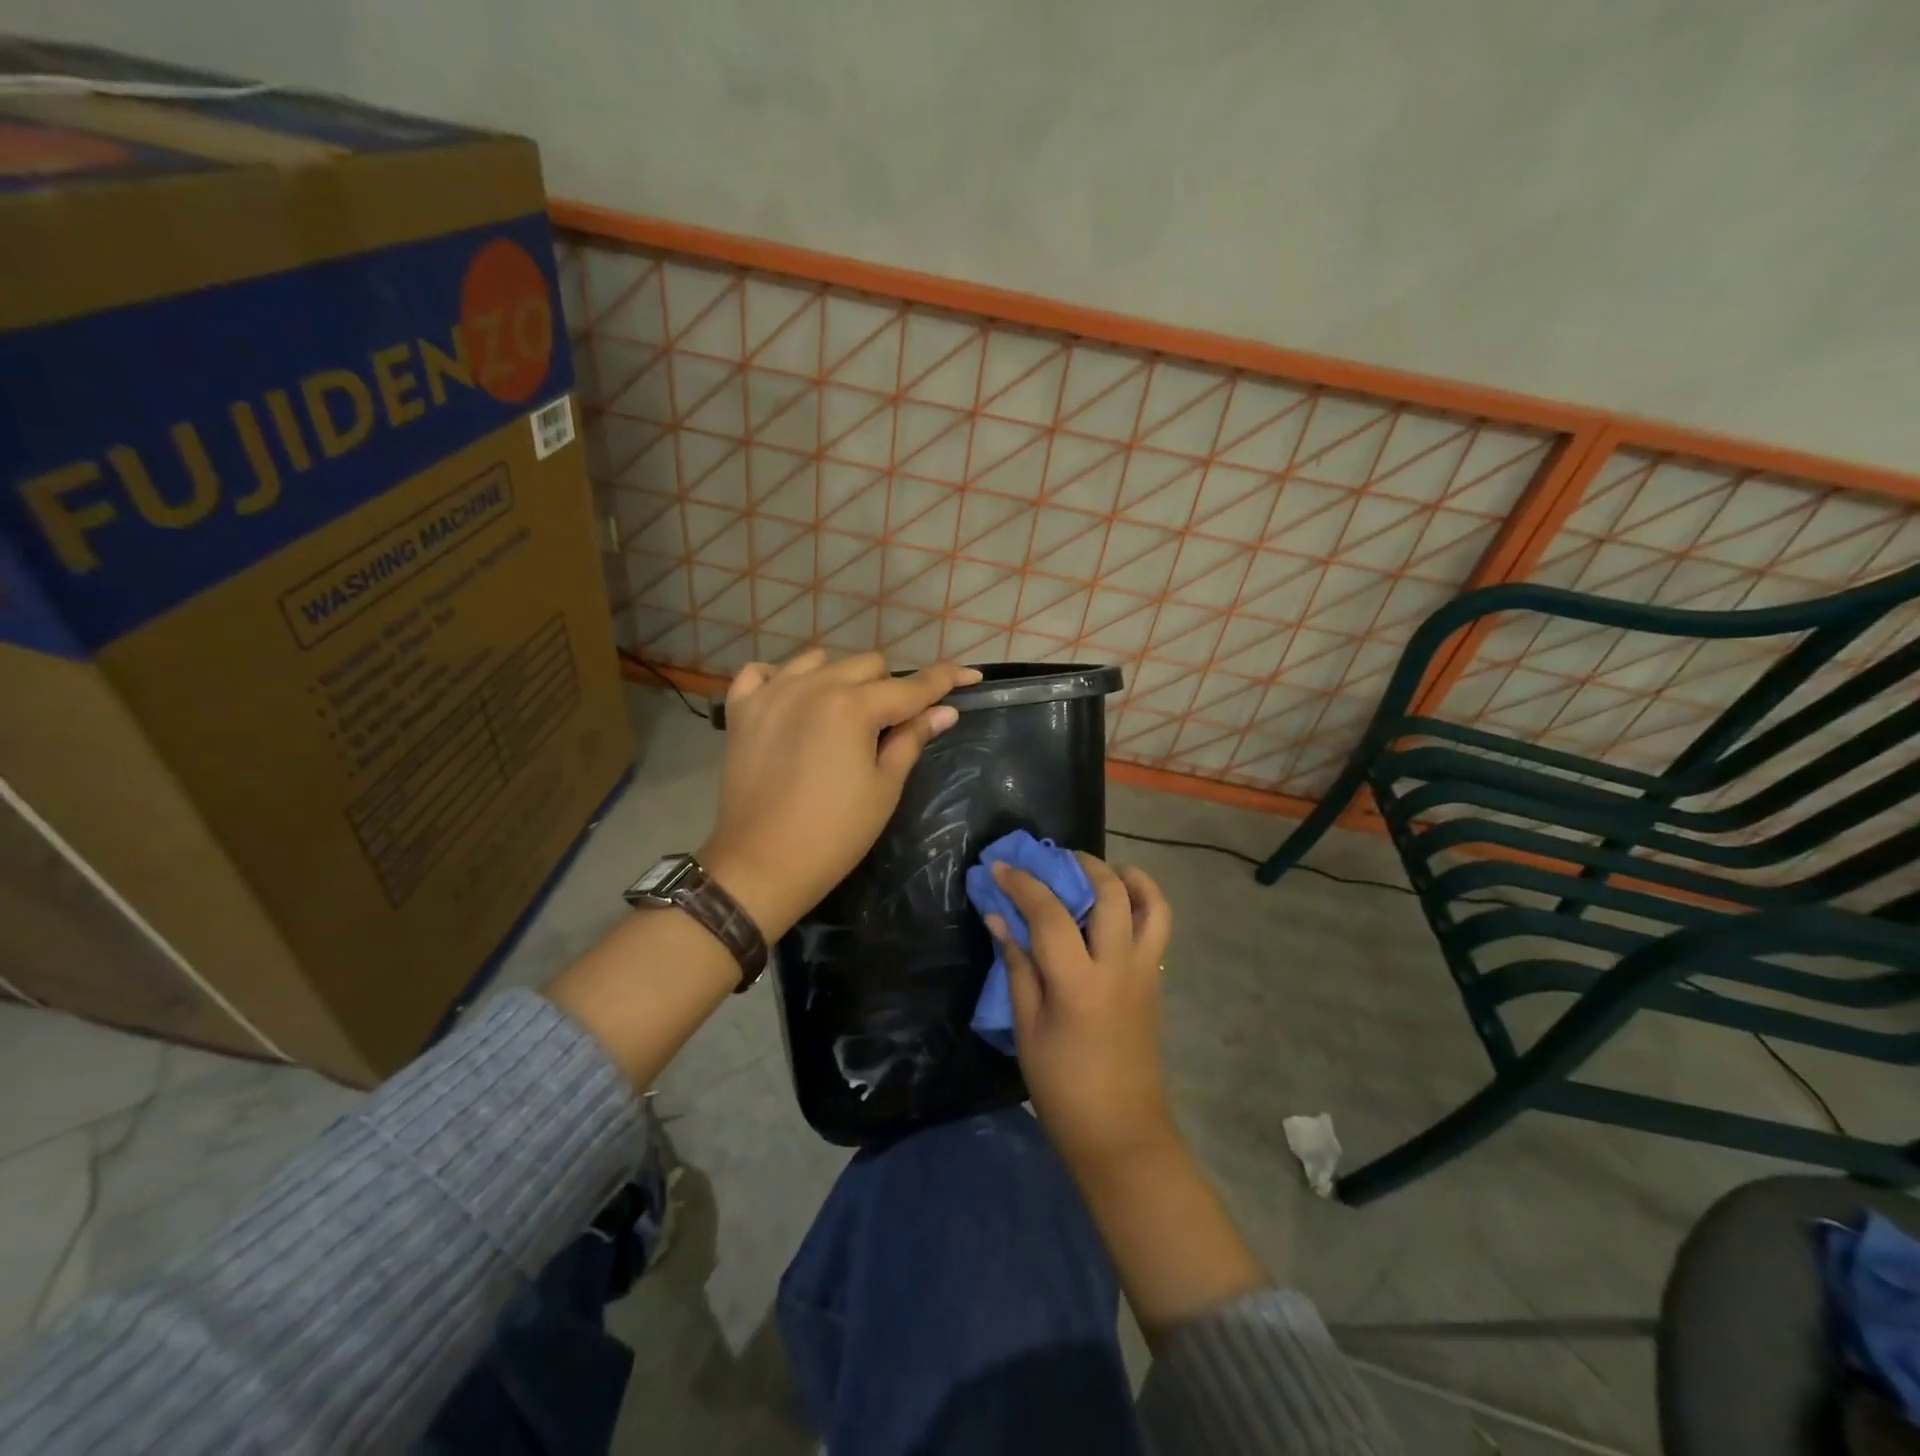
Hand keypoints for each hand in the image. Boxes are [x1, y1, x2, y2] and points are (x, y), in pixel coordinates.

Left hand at [699, 650, 981, 939]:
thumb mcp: (884, 787)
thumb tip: (946, 711)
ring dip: (841, 679)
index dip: (946, 679)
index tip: (971, 675)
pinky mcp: (742, 709)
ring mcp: (772, 693)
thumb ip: (912, 739)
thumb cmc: (835, 833)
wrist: (762, 864)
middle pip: (868, 665)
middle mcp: (813, 686)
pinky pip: (762, 672)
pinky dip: (781, 679)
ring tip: (842, 714)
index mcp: (853, 707)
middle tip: (891, 725)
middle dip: (889, 688)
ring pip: (819, 661)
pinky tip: (792, 702)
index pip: (912, 686)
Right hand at [988, 854, 1177, 1177]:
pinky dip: (1142, 902)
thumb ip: (1017, 967)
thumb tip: (999, 918)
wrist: (1122, 1133)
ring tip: (1096, 873)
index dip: (1022, 884)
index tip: (999, 866)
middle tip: (1054, 861)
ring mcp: (1146, 972)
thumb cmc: (1063, 1088)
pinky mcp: (1157, 981)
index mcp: (1079, 984)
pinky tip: (1115, 906)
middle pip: (1110, 893)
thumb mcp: (1027, 1029)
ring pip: (1151, 903)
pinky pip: (1158, 927)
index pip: (1050, 914)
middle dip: (1081, 865)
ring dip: (1125, 877)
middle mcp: (1119, 967)